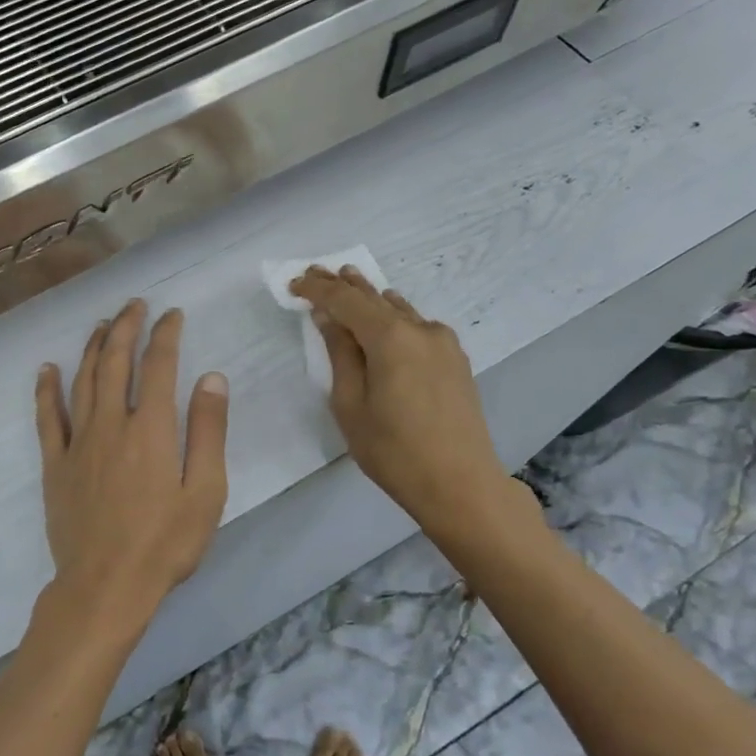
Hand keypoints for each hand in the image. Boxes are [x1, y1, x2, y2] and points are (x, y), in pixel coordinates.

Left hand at [34, 300, 229, 638]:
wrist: (105, 586)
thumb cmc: (165, 543)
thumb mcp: (205, 491)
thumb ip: (208, 431)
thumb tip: (211, 377)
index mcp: (152, 428)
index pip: (159, 365)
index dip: (166, 334)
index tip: (172, 315)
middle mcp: (111, 423)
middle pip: (115, 361)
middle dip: (126, 327)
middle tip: (134, 305)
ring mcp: (78, 442)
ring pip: (83, 380)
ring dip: (92, 347)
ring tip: (101, 325)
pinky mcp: (55, 464)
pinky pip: (47, 417)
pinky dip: (47, 389)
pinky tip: (47, 368)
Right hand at [290, 266, 539, 545]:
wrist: (461, 484)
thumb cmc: (394, 451)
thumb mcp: (351, 405)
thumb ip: (340, 355)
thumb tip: (328, 318)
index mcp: (390, 338)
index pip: (346, 301)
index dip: (318, 290)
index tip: (294, 284)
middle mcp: (420, 329)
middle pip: (374, 297)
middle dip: (343, 284)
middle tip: (316, 271)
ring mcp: (443, 342)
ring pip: (398, 308)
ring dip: (370, 297)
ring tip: (347, 282)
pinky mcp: (455, 359)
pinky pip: (416, 325)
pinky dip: (394, 316)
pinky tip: (386, 316)